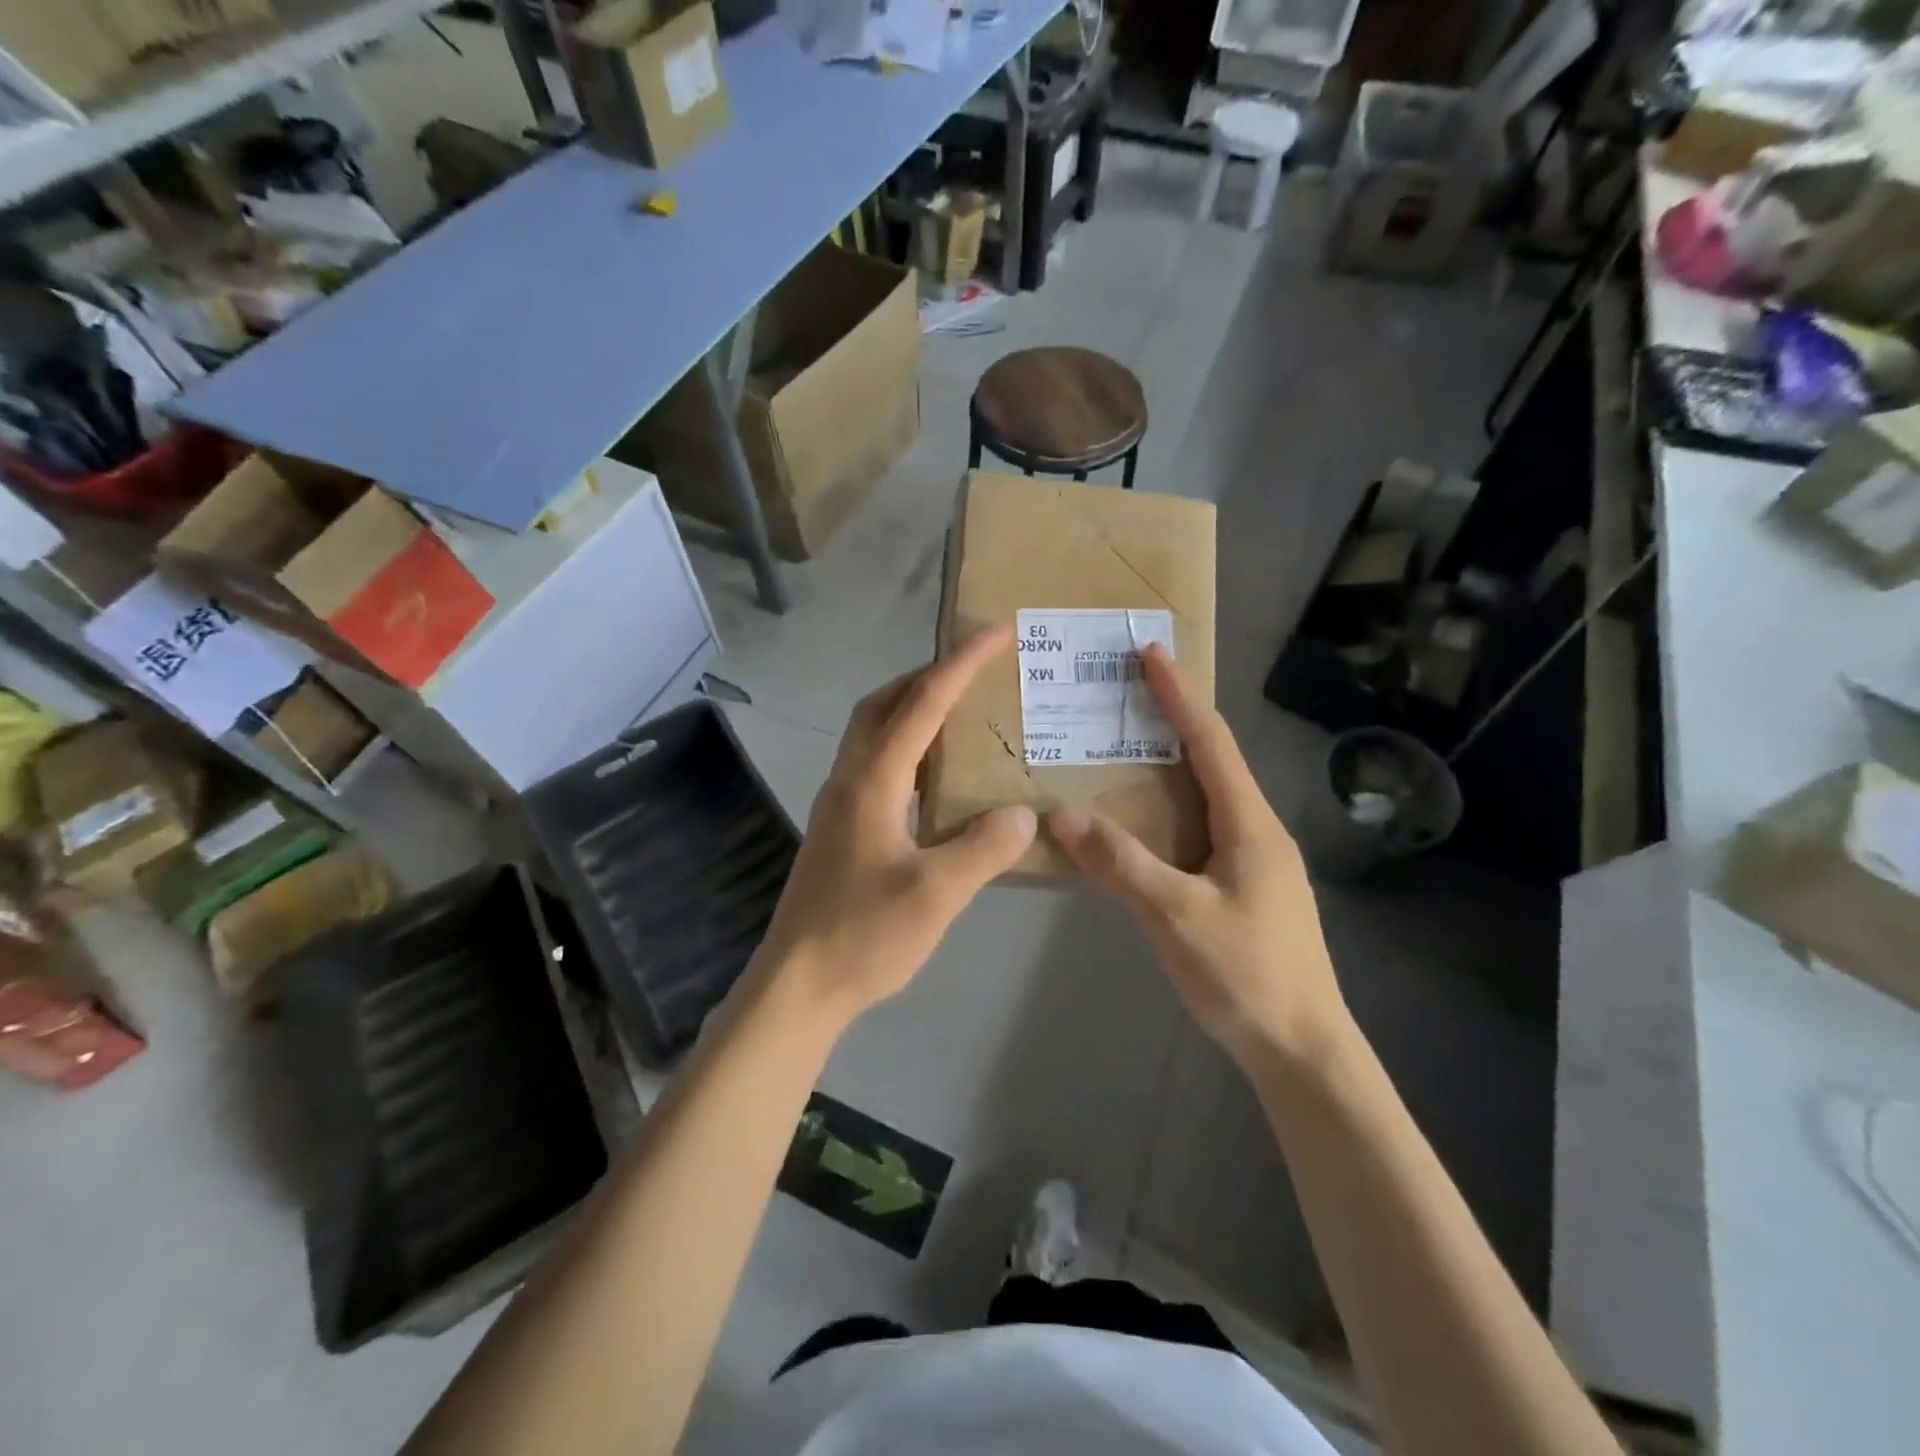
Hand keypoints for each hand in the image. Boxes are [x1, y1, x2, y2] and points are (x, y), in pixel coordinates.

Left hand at [756, 627, 1036, 1022]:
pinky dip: (908, 751)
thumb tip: (1022, 813)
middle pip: (884, 705)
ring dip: (914, 711)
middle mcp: (849, 780)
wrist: (798, 985)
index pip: (922, 704)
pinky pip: (877, 767)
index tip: (997, 633)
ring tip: (961, 716)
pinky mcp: (840, 829)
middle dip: (928, 676)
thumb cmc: (863, 935)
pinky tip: (936, 779)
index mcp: (871, 781)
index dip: (961, 664)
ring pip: (875, 734)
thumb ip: (983, 847)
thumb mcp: (936, 894)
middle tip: (974, 671)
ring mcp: (839, 804)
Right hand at [1048, 646, 1351, 1073]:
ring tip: (1127, 747)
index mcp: (1249, 824)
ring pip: (1208, 795)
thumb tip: (1062, 814)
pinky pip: (1202, 827)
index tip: (1151, 653)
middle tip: (1128, 693)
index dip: (1179, 695)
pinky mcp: (1246, 887)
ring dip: (1172, 763)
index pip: (1211, 742)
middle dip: (1174, 719)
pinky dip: (1170, 806)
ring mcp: (1255, 861)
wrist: (1303, 1050)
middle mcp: (1257, 830)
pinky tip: (1144, 821)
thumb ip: (1121, 864)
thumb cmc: (1246, 976)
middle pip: (1213, 759)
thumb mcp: (1176, 917)